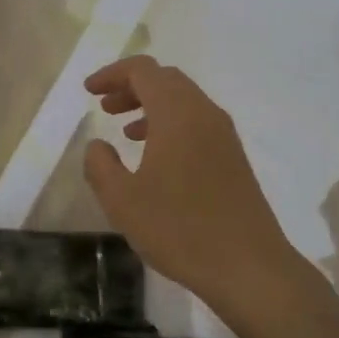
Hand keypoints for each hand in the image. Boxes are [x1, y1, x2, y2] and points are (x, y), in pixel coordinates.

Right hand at [82, 56, 310, 323]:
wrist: (249, 266)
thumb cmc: (180, 229)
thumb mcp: (123, 201)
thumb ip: (100, 166)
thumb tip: (97, 145)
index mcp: (177, 113)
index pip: (143, 70)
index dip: (112, 74)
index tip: (89, 91)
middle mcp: (204, 113)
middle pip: (165, 79)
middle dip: (131, 87)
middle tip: (104, 107)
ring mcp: (224, 135)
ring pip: (183, 101)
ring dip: (150, 106)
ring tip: (124, 131)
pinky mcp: (234, 157)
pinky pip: (196, 123)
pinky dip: (170, 125)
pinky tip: (155, 157)